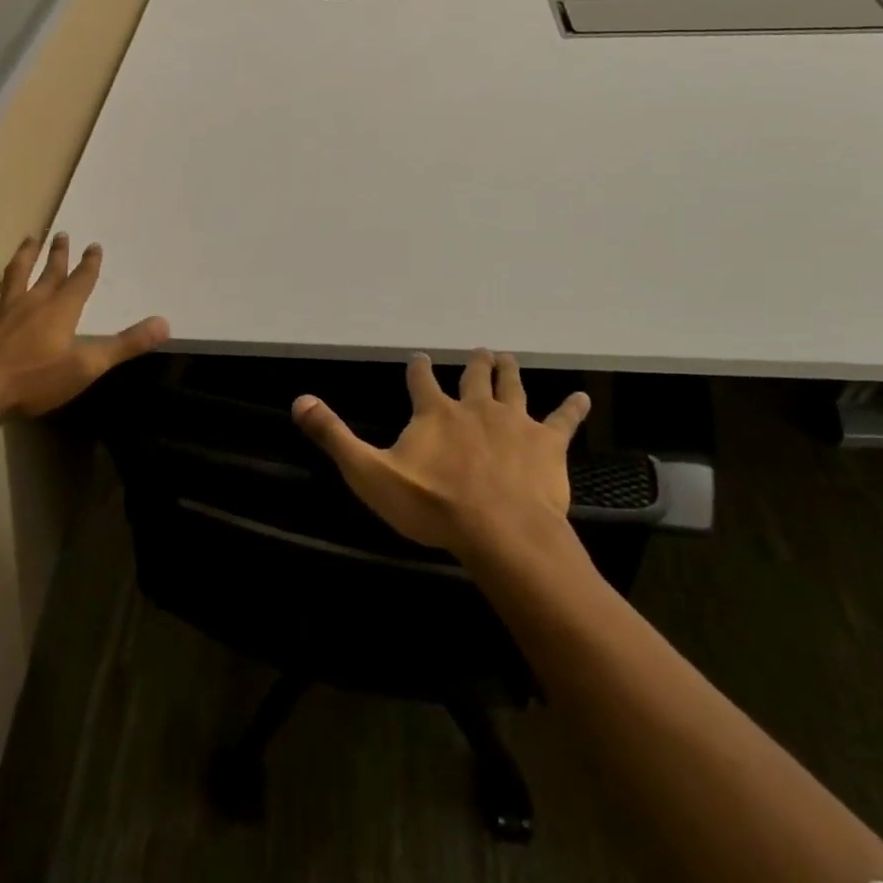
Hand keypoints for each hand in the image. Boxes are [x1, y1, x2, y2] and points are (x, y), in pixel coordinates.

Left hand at [0, 233, 168, 417]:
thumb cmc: (37, 378)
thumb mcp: (88, 365)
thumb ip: (126, 345)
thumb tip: (164, 324)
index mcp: (61, 310)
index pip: (80, 281)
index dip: (89, 264)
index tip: (94, 245)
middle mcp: (34, 302)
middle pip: (49, 271)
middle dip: (58, 253)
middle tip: (61, 233)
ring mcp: (6, 311)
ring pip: (17, 274)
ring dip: (25, 256)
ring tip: (28, 240)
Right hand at [292, 349, 589, 557]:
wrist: (499, 530)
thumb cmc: (432, 504)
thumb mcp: (370, 472)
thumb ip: (335, 436)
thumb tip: (299, 400)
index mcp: (434, 413)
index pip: (422, 381)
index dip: (419, 369)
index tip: (419, 357)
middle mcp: (475, 407)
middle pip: (475, 377)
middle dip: (474, 364)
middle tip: (478, 351)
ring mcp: (514, 422)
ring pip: (513, 387)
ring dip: (510, 372)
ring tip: (508, 357)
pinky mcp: (547, 444)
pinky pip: (563, 420)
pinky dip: (572, 408)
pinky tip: (582, 397)